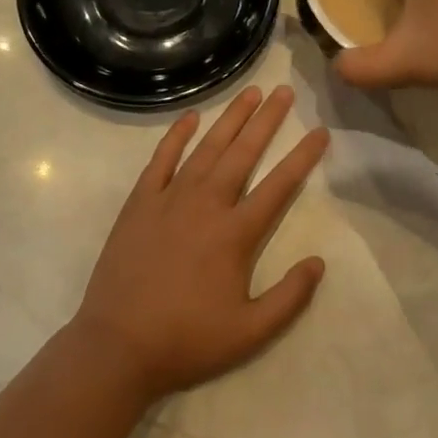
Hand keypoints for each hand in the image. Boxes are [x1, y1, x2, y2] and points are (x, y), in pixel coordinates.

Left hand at [72, 87, 328, 399]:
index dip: (302, 157)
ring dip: (230, 118)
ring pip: (207, 147)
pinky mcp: (140, 202)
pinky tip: (190, 117)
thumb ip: (289, 298)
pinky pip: (162, 159)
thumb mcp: (249, 334)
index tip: (319, 132)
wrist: (118, 346)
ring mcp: (170, 198)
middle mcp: (207, 204)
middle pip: (243, 152)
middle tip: (284, 90)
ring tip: (250, 92)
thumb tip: (319, 262)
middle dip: (267, 119)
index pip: (279, 185)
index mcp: (235, 233)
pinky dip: (176, 135)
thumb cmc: (187, 341)